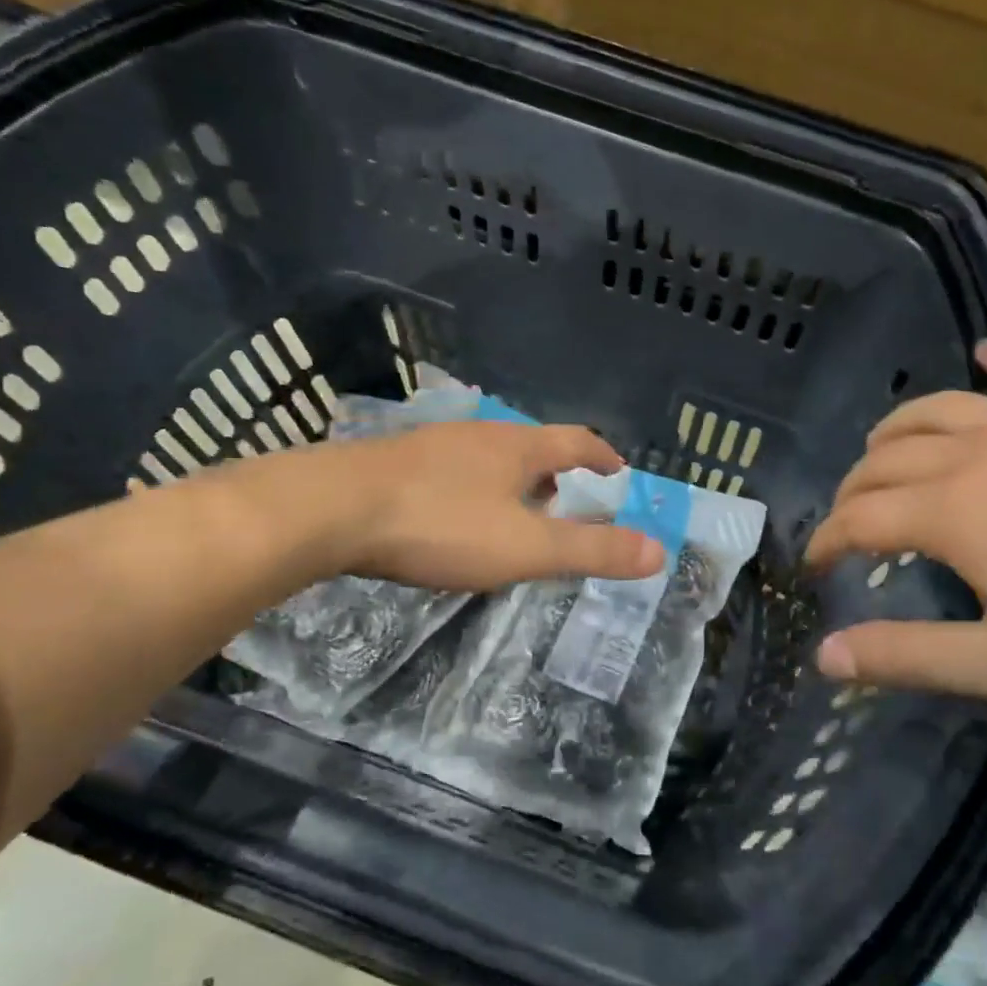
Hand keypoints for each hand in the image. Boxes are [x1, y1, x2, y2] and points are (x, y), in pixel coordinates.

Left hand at [252, 421, 664, 591]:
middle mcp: (479, 435)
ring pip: (488, 457)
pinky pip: (452, 469)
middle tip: (564, 502)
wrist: (328, 509)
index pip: (576, 441)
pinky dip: (472, 488)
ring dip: (512, 481)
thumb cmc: (439, 525)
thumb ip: (592, 551)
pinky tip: (452, 516)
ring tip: (512, 512)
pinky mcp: (395, 462)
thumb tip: (658, 551)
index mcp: (518, 448)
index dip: (602, 456)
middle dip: (555, 472)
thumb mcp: (525, 547)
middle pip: (532, 446)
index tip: (617, 470)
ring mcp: (433, 444)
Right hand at [804, 342, 986, 705]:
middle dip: (852, 488)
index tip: (813, 564)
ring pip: (939, 408)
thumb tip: (825, 655)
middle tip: (846, 518)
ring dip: (896, 427)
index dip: (826, 540)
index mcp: (951, 510)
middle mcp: (977, 452)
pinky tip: (984, 354)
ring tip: (881, 448)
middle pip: (886, 458)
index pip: (860, 517)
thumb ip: (911, 657)